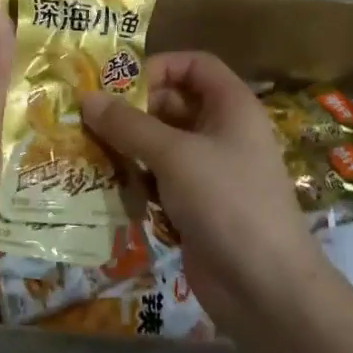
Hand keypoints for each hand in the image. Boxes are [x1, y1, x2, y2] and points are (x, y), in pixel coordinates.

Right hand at [81, 52, 323, 327]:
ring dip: (128, 147)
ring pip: (162, 145)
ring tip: (88, 150)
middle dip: (133, 110)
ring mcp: (210, 171)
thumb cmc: (227, 202)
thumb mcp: (175, 156)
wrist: (266, 288)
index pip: (195, 65)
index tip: (119, 84)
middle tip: (89, 120)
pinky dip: (136, 180)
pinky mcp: (195, 206)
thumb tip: (86, 97)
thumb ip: (129, 125)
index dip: (159, 66)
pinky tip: (106, 186)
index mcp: (231, 106)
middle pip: (173, 104)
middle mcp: (222, 132)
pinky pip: (160, 180)